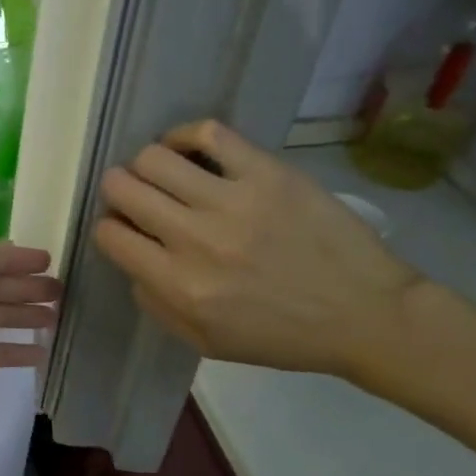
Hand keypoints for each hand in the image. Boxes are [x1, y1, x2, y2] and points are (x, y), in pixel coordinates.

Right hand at [93, 121, 422, 378]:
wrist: (366, 314)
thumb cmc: (283, 336)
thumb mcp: (206, 342)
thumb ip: (156, 304)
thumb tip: (133, 261)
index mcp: (180, 285)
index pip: (110, 235)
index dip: (110, 228)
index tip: (125, 229)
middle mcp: (196, 239)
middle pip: (122, 187)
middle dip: (119, 191)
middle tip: (138, 198)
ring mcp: (233, 201)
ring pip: (153, 158)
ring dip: (147, 166)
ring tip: (166, 176)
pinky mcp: (267, 173)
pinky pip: (208, 133)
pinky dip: (185, 136)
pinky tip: (189, 150)